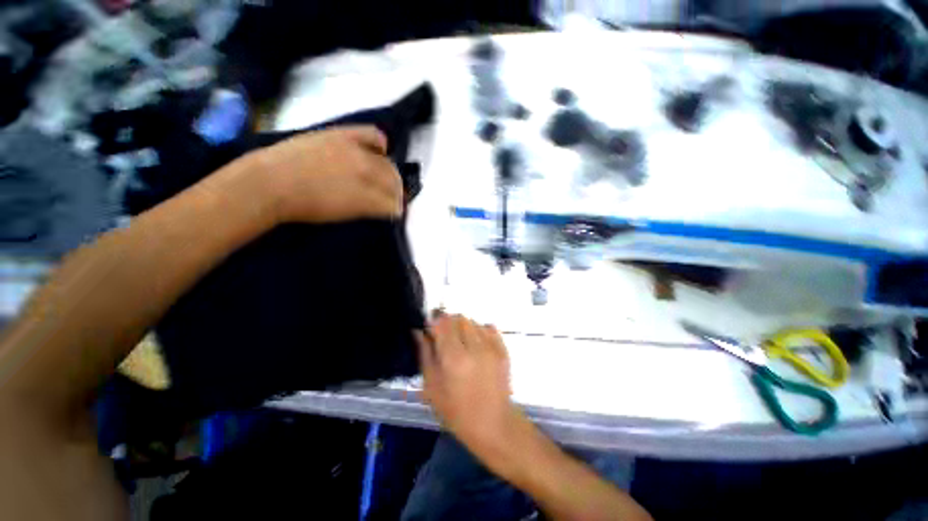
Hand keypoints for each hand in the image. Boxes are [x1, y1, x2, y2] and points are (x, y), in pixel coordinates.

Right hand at [251, 126, 403, 223]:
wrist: (273, 181)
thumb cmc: (276, 165)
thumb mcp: (305, 146)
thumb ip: (324, 151)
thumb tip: (326, 164)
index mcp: (342, 136)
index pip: (375, 136)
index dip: (380, 150)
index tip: (380, 157)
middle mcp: (358, 153)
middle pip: (388, 166)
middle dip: (391, 179)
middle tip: (389, 193)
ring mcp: (361, 175)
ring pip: (393, 185)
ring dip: (395, 196)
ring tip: (393, 207)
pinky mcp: (360, 199)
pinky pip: (387, 206)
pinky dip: (392, 211)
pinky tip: (391, 216)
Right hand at [417, 314, 523, 457]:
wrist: (492, 424)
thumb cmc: (456, 412)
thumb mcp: (432, 387)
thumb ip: (425, 355)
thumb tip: (418, 332)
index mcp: (454, 357)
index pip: (442, 322)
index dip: (432, 323)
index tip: (427, 333)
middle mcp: (475, 347)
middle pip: (458, 319)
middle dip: (447, 324)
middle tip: (441, 341)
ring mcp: (492, 348)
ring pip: (474, 322)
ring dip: (463, 328)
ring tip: (458, 346)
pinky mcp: (504, 352)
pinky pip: (490, 329)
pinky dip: (479, 332)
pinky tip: (474, 347)